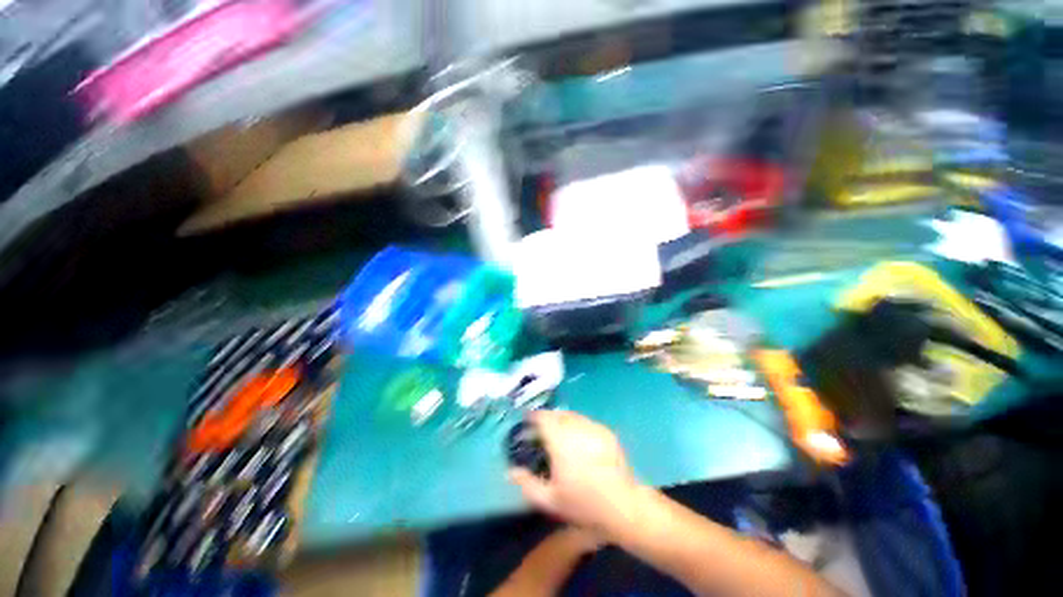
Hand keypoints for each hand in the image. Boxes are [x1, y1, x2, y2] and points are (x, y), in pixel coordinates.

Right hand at [508, 410, 642, 537]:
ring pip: (574, 416)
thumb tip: (510, 471)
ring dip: (564, 420)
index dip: (533, 416)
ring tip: (562, 434)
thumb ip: (527, 484)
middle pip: (558, 414)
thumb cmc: (583, 503)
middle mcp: (576, 428)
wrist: (623, 506)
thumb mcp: (550, 500)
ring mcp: (594, 428)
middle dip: (548, 418)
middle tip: (544, 430)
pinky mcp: (607, 432)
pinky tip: (581, 440)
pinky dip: (579, 426)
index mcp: (560, 440)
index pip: (543, 417)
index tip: (528, 421)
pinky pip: (588, 422)